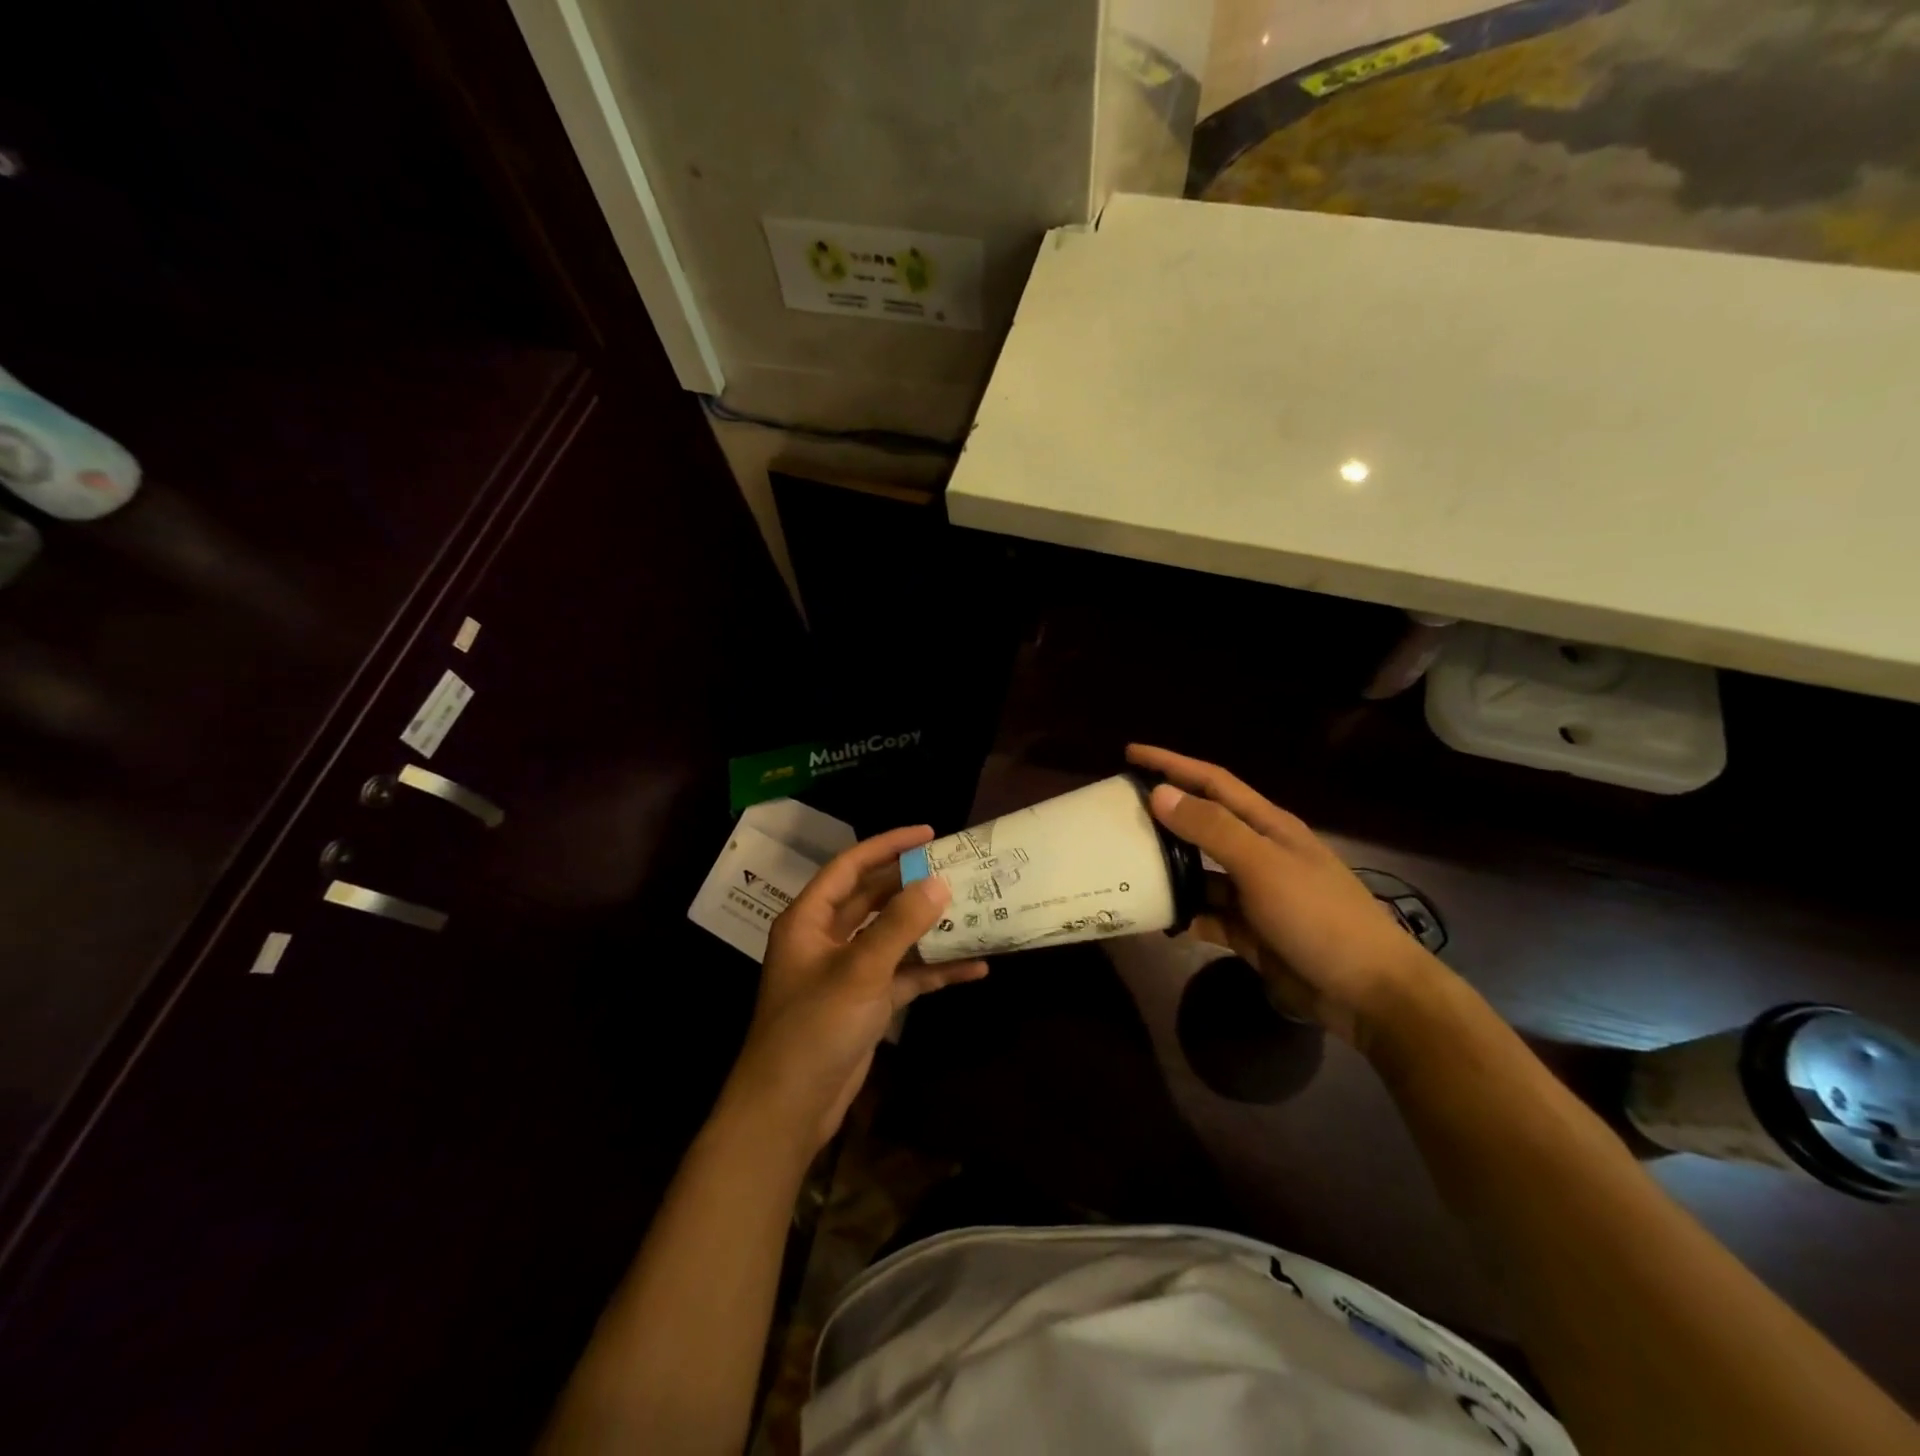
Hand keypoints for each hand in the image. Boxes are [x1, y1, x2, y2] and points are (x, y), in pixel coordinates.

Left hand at [726, 825, 988, 1153]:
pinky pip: (905, 975)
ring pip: (894, 937)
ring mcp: (849, 972)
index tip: (929, 833)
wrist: (789, 1109)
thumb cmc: (814, 1027)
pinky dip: (934, 970)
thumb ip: (899, 924)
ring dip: (929, 927)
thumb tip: (939, 881)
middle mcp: (827, 939)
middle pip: (875, 899)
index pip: (851, 866)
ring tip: (974, 910)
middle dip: (914, 885)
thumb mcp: (859, 970)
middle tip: (958, 868)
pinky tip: (974, 968)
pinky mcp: (867, 1003)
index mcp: (810, 919)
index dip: (888, 845)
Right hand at [1128, 744, 1440, 1045]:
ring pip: (1198, 871)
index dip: (1172, 763)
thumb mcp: (1263, 865)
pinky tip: (1153, 917)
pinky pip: (1204, 914)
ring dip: (1166, 868)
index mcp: (1267, 826)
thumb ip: (1211, 829)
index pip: (1212, 782)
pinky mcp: (1248, 931)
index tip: (1130, 754)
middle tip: (1116, 812)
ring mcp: (1253, 894)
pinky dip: (1181, 914)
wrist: (1368, 993)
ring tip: (1122, 865)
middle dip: (1162, 815)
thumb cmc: (1318, 916)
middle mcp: (1257, 853)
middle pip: (1201, 824)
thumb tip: (1159, 793)